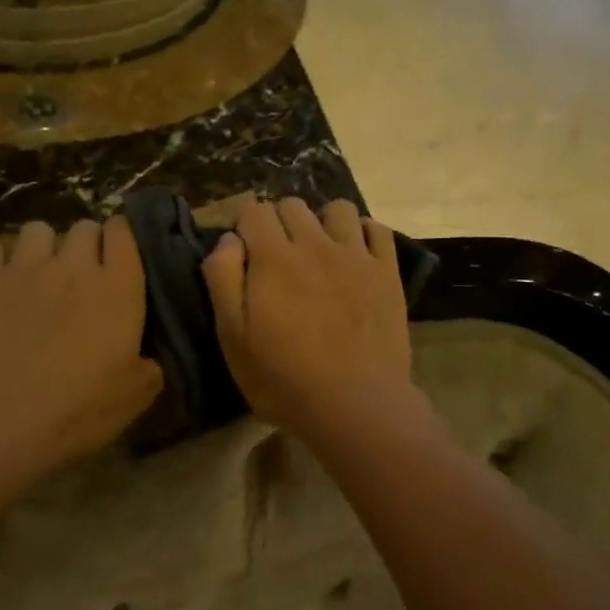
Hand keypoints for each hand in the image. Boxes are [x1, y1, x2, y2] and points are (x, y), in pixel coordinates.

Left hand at [0, 218, 162, 476]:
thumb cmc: (77, 410)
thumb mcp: (136, 395)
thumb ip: (152, 363)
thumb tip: (152, 357)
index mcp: (119, 287)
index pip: (123, 231)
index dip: (121, 238)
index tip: (119, 257)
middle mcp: (75, 265)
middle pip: (84, 227)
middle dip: (85, 244)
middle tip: (80, 275)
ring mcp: (25, 267)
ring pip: (38, 229)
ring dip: (42, 247)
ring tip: (37, 274)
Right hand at [201, 199, 412, 436]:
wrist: (356, 404)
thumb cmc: (284, 378)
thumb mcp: (233, 337)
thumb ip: (223, 279)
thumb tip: (228, 239)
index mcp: (273, 257)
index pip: (253, 210)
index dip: (244, 225)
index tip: (244, 251)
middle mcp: (314, 243)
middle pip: (292, 205)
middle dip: (279, 222)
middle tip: (278, 257)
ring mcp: (355, 255)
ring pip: (338, 209)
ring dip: (323, 222)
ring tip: (320, 251)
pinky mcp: (386, 271)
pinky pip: (377, 229)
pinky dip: (363, 233)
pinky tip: (355, 255)